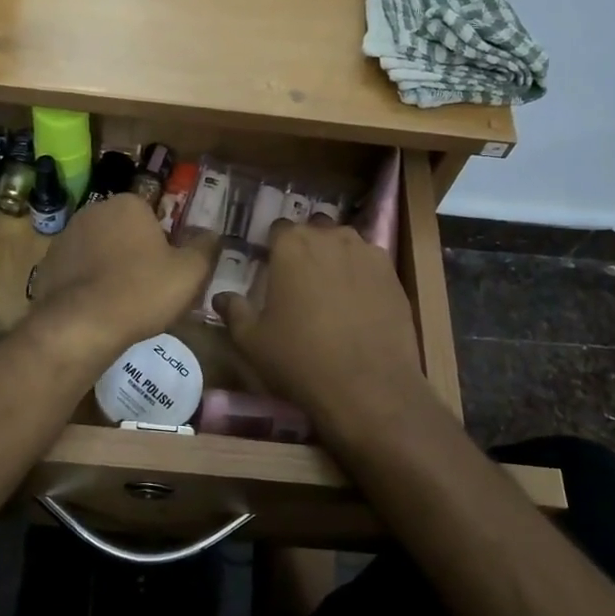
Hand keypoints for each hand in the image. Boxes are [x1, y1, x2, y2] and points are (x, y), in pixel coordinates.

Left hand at [30, 194, 217, 351]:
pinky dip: (87, 285)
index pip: (154, 216)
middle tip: (150, 288)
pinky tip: (97, 310)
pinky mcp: (46, 264)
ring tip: (123, 303)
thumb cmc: (142, 291)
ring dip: (109, 268)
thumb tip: (212, 234)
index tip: (169, 271)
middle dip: (136, 253)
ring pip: (99, 250)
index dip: (165, 243)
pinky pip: (77, 271)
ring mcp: (65, 237)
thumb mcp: (190, 272)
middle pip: (125, 231)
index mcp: (128, 204)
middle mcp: (93, 210)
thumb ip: (205, 248)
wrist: (81, 325)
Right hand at [213, 221, 427, 441]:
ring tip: (330, 290)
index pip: (278, 228)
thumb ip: (234, 312)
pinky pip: (370, 265)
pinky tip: (358, 304)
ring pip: (346, 244)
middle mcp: (331, 237)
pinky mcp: (393, 275)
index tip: (270, 268)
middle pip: (315, 230)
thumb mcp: (253, 341)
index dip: (273, 246)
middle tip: (298, 280)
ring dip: (335, 257)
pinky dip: (361, 276)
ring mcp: (368, 253)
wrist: (369, 388)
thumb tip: (221, 298)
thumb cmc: (300, 359)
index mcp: (292, 245)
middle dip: (306, 247)